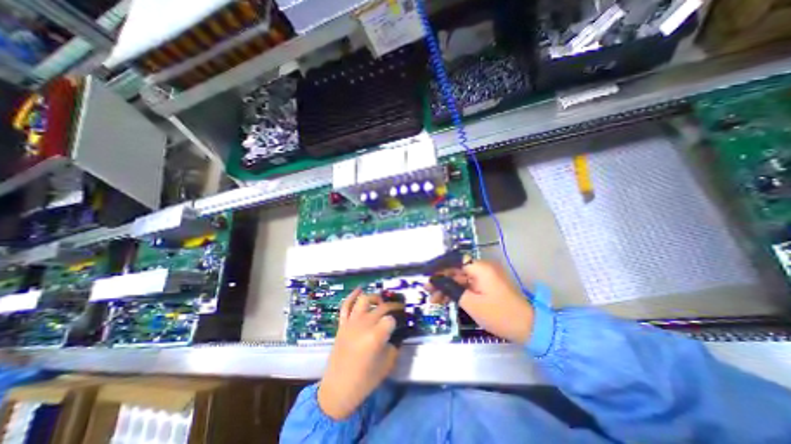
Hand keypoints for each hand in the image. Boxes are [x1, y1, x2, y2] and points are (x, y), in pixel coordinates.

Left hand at [318, 289, 401, 419]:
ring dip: (375, 297)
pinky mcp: (342, 324)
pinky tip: (360, 289)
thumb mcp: (387, 364)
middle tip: (399, 309)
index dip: (397, 321)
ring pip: (364, 300)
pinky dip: (352, 296)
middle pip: (381, 307)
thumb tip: (396, 333)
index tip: (400, 325)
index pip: (391, 319)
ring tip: (381, 301)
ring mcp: (351, 322)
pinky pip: (346, 306)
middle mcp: (364, 324)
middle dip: (392, 306)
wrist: (338, 389)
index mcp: (375, 336)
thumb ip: (394, 345)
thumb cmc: (365, 380)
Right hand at [430, 260, 533, 343]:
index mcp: (480, 267)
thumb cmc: (498, 314)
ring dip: (448, 288)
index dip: (439, 270)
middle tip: (428, 292)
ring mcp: (485, 277)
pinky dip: (458, 292)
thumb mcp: (470, 302)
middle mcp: (483, 268)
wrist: (528, 328)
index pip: (454, 263)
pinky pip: (469, 285)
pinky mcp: (487, 285)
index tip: (427, 278)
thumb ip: (450, 288)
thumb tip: (435, 280)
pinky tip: (447, 300)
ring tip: (434, 300)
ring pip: (461, 279)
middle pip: (456, 271)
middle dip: (441, 281)